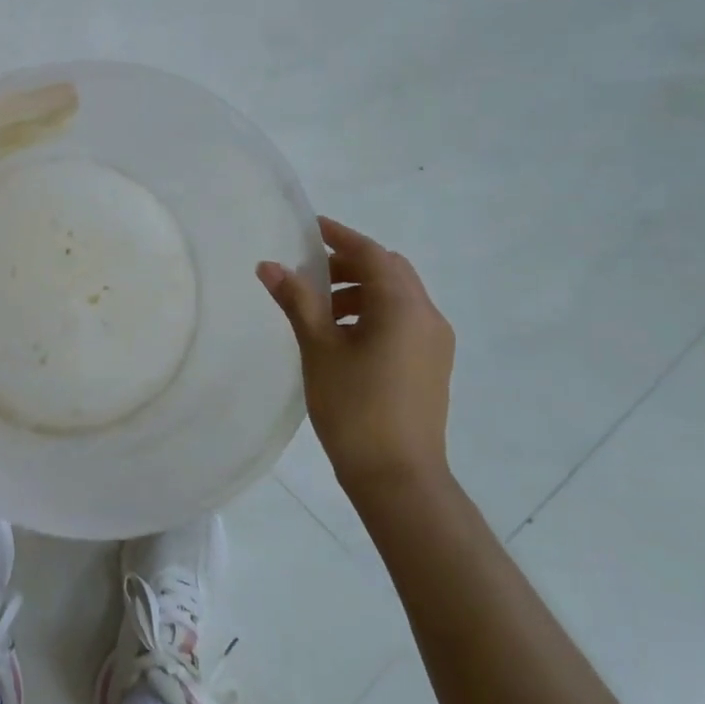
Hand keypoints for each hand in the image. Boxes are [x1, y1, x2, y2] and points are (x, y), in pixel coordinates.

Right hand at [257, 217, 454, 498]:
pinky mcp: (432, 364)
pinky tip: (342, 336)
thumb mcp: (319, 348)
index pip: (372, 254)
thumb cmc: (355, 407)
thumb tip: (269, 265)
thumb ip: (297, 300)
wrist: (398, 477)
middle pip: (389, 271)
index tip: (311, 226)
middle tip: (310, 271)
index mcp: (404, 307)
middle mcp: (428, 316)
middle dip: (350, 263)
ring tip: (320, 310)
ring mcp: (434, 343)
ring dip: (360, 290)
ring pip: (397, 296)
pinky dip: (373, 312)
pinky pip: (402, 320)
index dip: (340, 236)